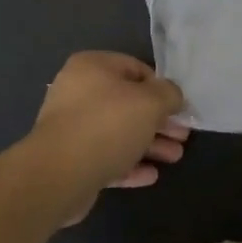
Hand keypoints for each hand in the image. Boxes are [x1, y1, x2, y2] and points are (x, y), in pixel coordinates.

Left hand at [31, 52, 189, 221]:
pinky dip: (129, 164)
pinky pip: (106, 157)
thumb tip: (172, 96)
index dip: (161, 87)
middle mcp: (78, 92)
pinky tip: (151, 175)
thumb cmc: (108, 124)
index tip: (179, 107)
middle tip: (182, 135)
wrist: (59, 174)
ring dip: (149, 144)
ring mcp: (72, 127)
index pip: (135, 68)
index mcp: (92, 67)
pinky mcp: (71, 160)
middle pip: (128, 103)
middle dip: (159, 121)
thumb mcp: (151, 101)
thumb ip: (169, 94)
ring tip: (175, 157)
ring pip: (119, 132)